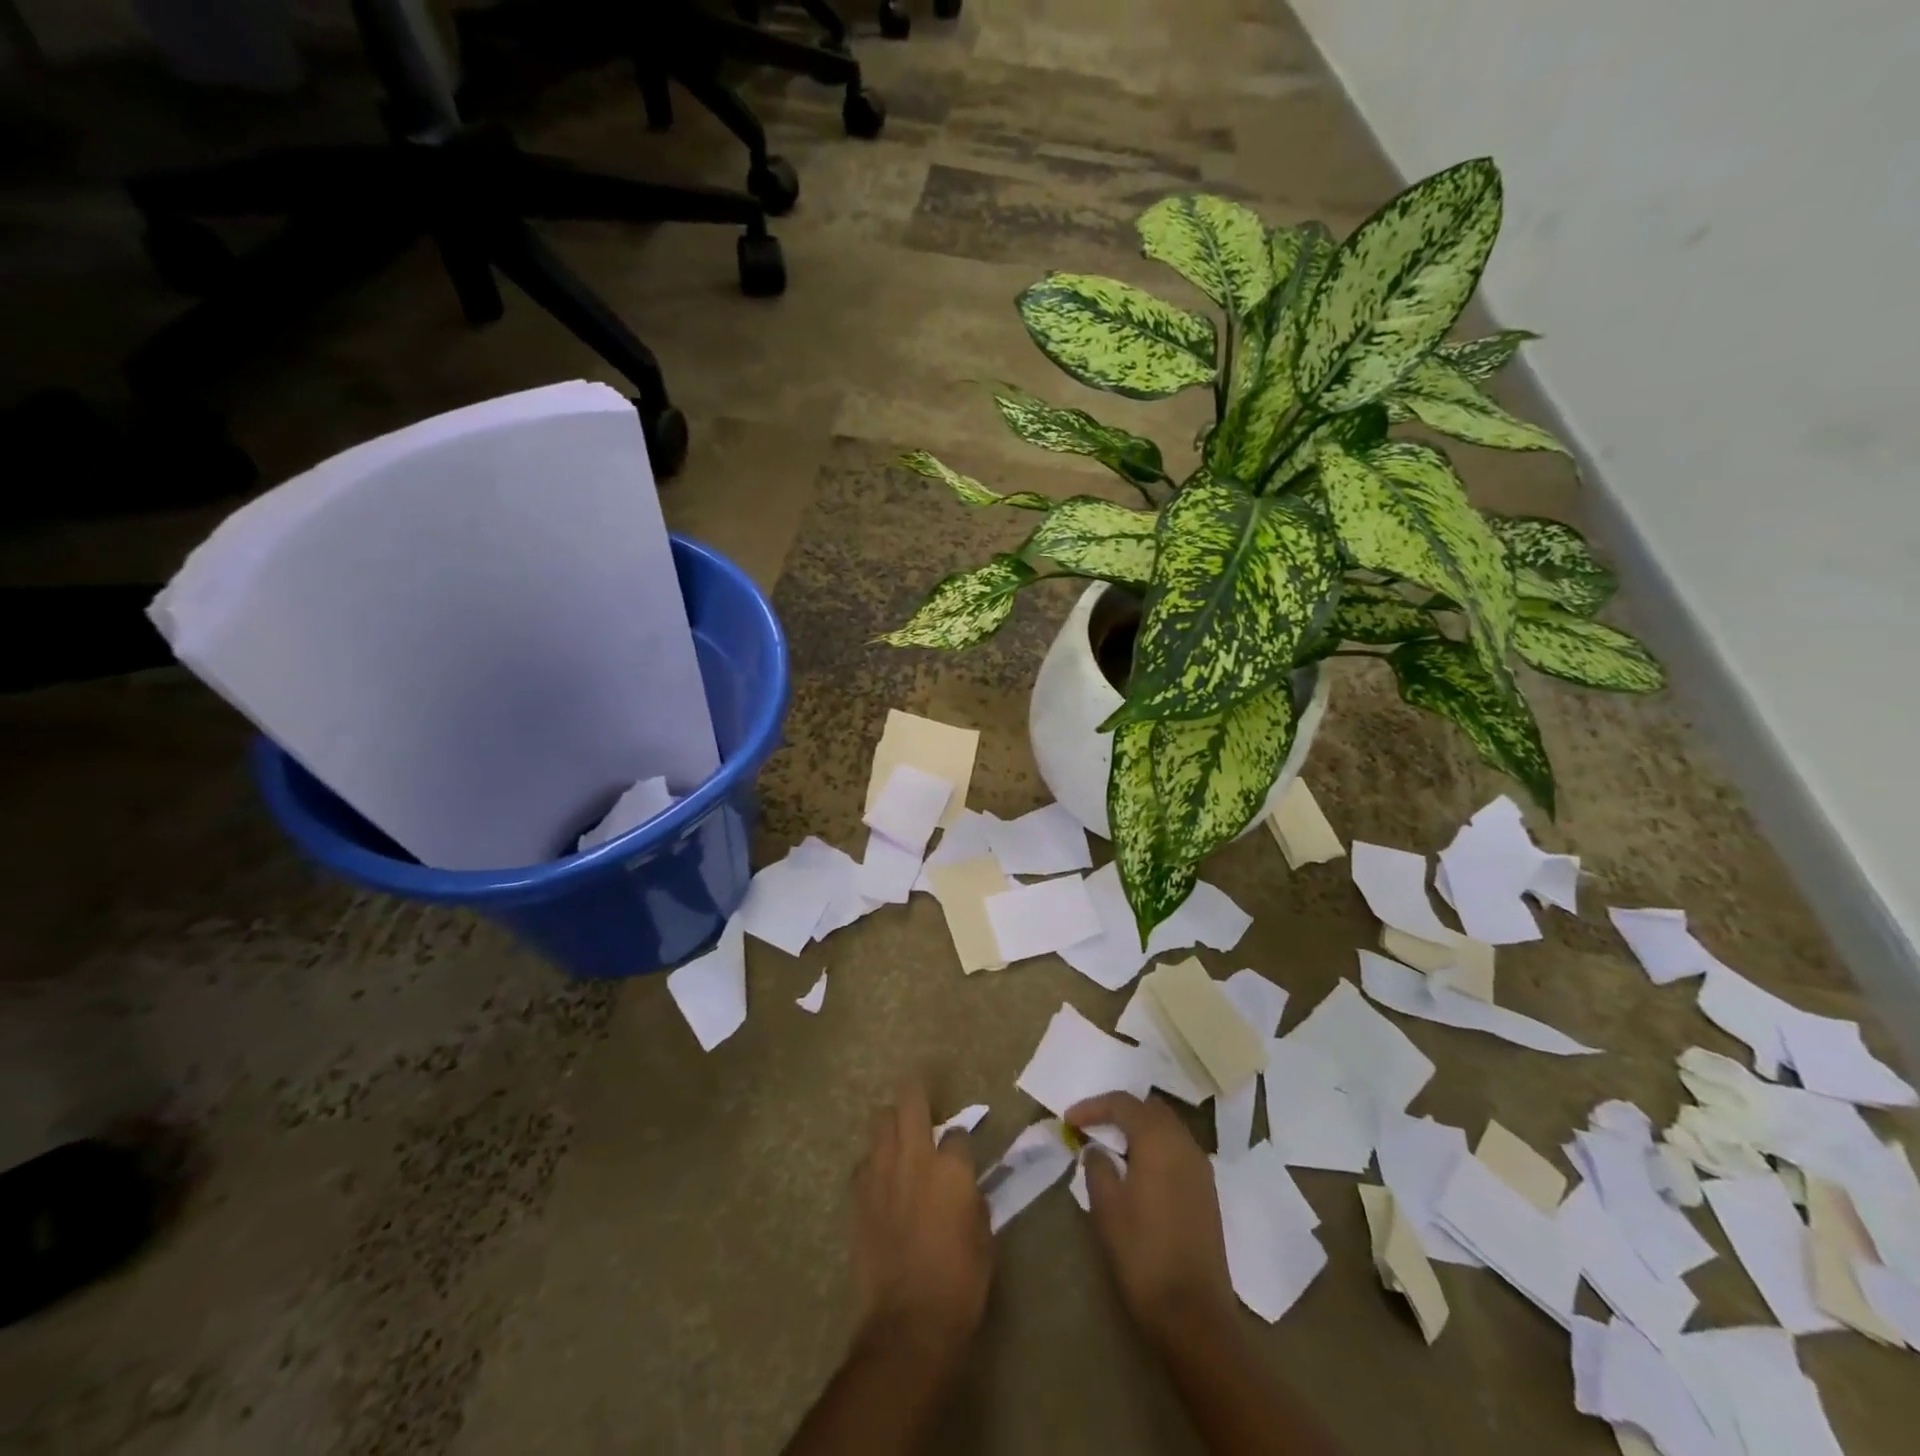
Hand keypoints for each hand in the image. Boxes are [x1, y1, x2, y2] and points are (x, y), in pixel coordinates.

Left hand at [849, 1078, 993, 1371]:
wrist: (907, 1325)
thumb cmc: (959, 1285)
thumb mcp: (984, 1240)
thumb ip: (973, 1201)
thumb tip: (965, 1188)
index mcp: (952, 1168)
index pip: (957, 1132)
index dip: (960, 1139)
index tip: (960, 1149)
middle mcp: (914, 1158)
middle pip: (911, 1102)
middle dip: (916, 1091)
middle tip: (920, 1090)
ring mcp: (881, 1173)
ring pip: (880, 1121)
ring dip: (892, 1122)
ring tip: (898, 1132)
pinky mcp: (857, 1195)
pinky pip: (864, 1161)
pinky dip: (874, 1161)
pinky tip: (880, 1177)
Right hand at [1066, 1091, 1234, 1346]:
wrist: (1193, 1313)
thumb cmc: (1142, 1254)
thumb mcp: (1107, 1207)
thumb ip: (1097, 1166)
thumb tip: (1096, 1149)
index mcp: (1158, 1140)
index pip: (1123, 1103)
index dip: (1093, 1106)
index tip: (1069, 1119)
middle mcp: (1184, 1143)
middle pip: (1150, 1108)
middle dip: (1120, 1111)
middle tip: (1092, 1126)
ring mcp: (1201, 1167)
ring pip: (1167, 1127)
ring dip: (1139, 1128)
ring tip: (1112, 1146)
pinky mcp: (1207, 1190)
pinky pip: (1178, 1149)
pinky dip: (1155, 1146)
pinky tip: (1138, 1169)